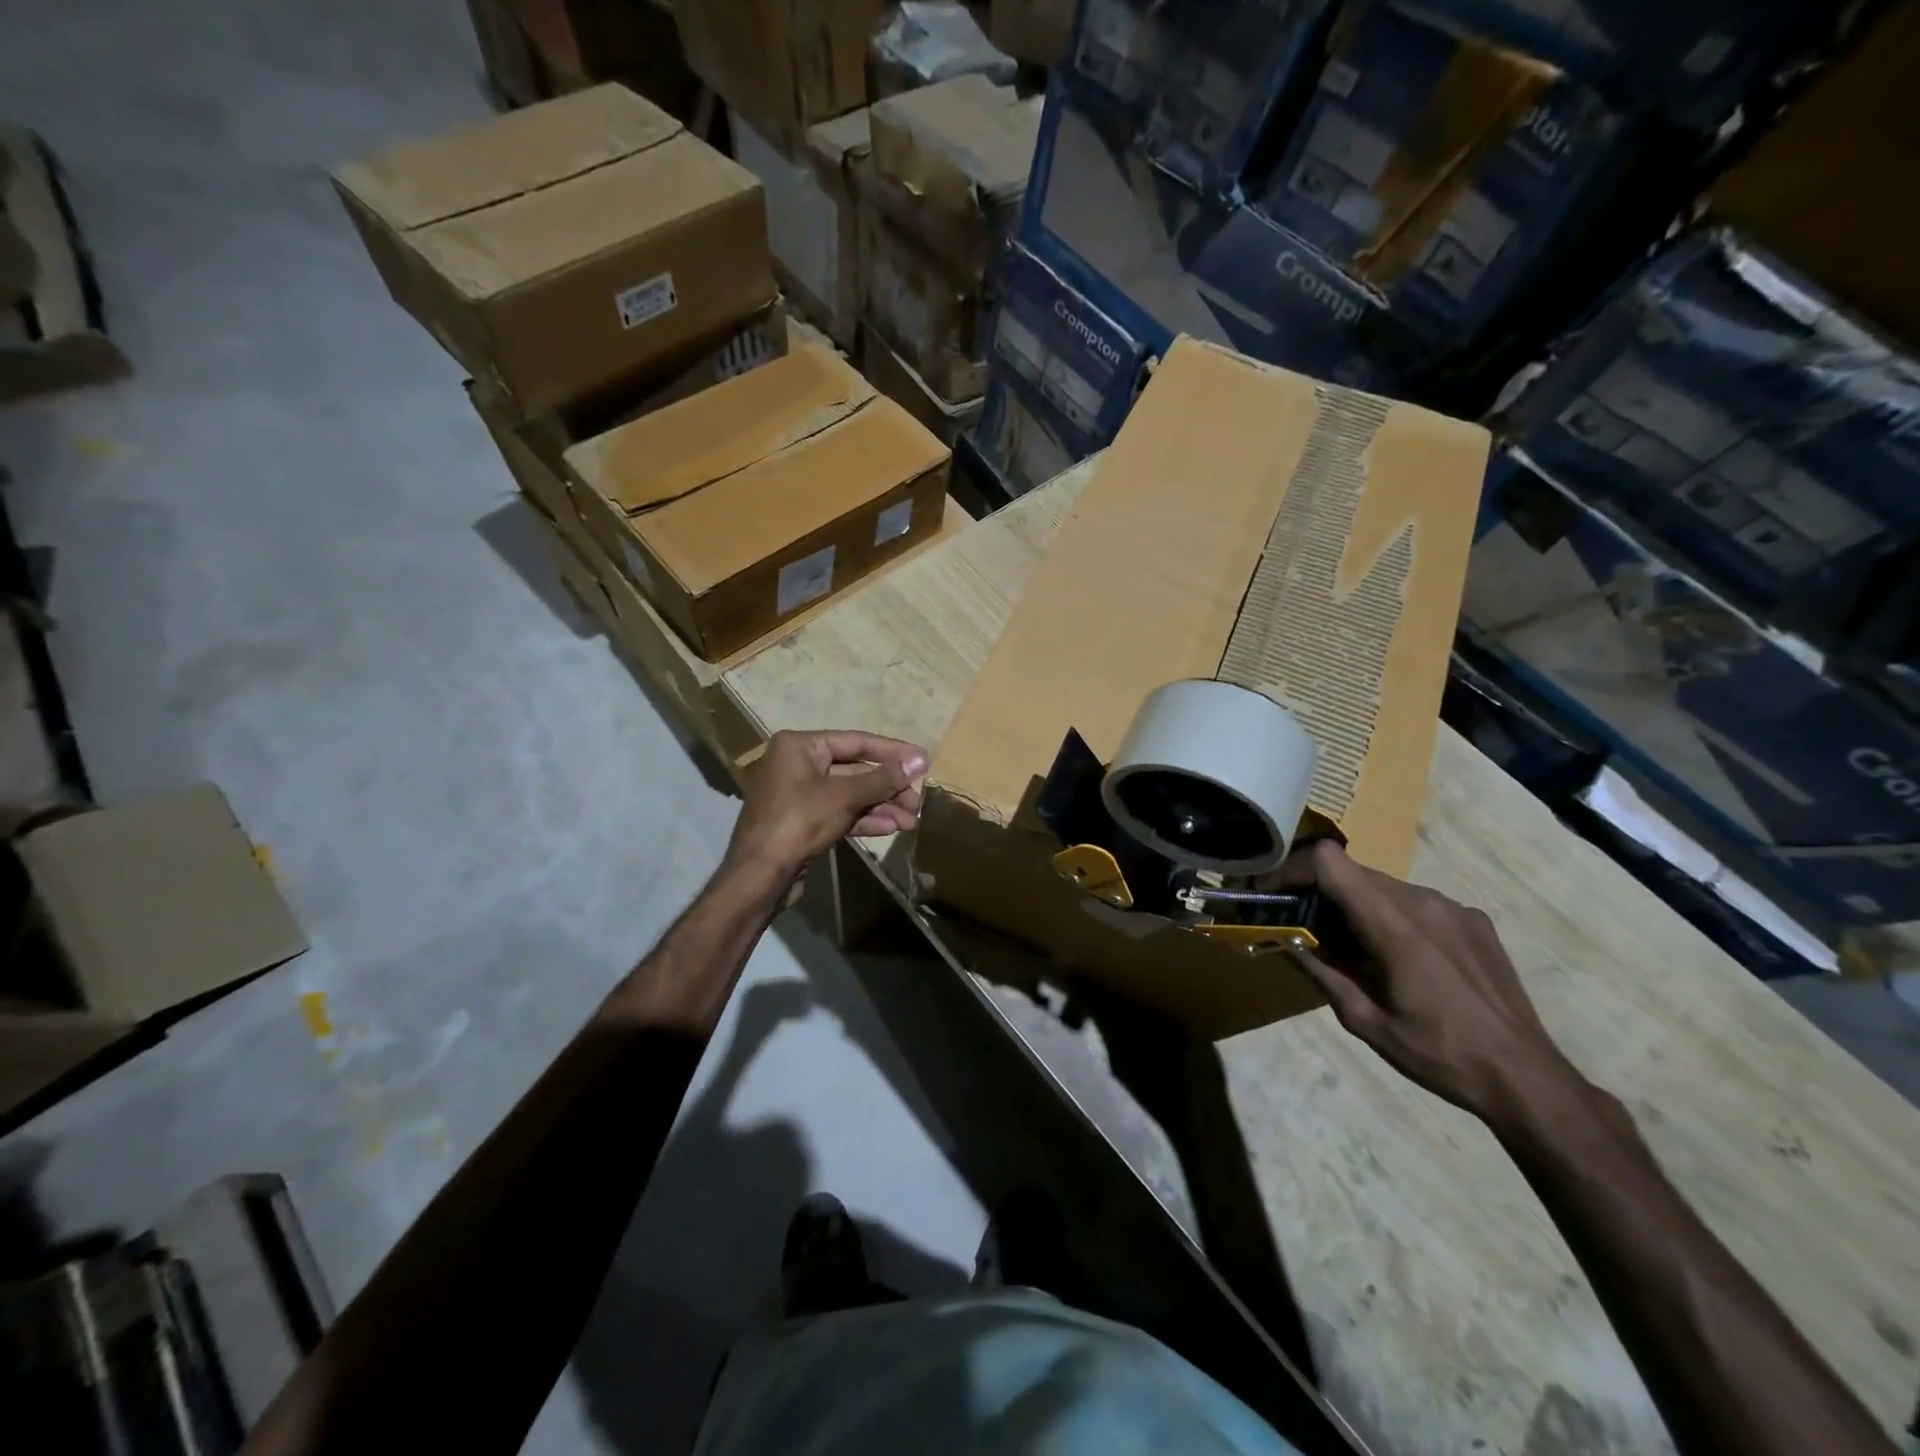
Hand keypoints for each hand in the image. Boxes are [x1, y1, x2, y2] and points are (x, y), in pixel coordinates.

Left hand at [724, 730, 927, 885]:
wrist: (759, 875)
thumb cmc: (799, 822)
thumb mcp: (844, 796)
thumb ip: (883, 778)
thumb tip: (921, 761)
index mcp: (799, 746)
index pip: (855, 741)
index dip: (892, 752)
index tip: (923, 761)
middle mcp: (798, 764)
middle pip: (854, 769)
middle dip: (888, 786)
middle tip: (918, 800)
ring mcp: (800, 795)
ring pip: (850, 794)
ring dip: (881, 806)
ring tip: (912, 820)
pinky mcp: (804, 822)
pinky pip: (840, 813)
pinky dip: (865, 819)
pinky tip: (892, 828)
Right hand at [1276, 841, 1583, 1125]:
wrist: (1526, 1078)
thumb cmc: (1438, 1053)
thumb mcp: (1364, 1020)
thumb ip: (1321, 971)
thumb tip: (1286, 938)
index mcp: (1394, 925)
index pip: (1330, 861)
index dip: (1294, 868)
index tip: (1276, 894)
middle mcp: (1424, 901)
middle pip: (1353, 873)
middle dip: (1321, 893)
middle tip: (1306, 930)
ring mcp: (1454, 908)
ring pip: (1385, 887)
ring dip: (1357, 906)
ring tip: (1355, 950)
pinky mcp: (1475, 920)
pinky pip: (1418, 903)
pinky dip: (1394, 917)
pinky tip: (1404, 960)